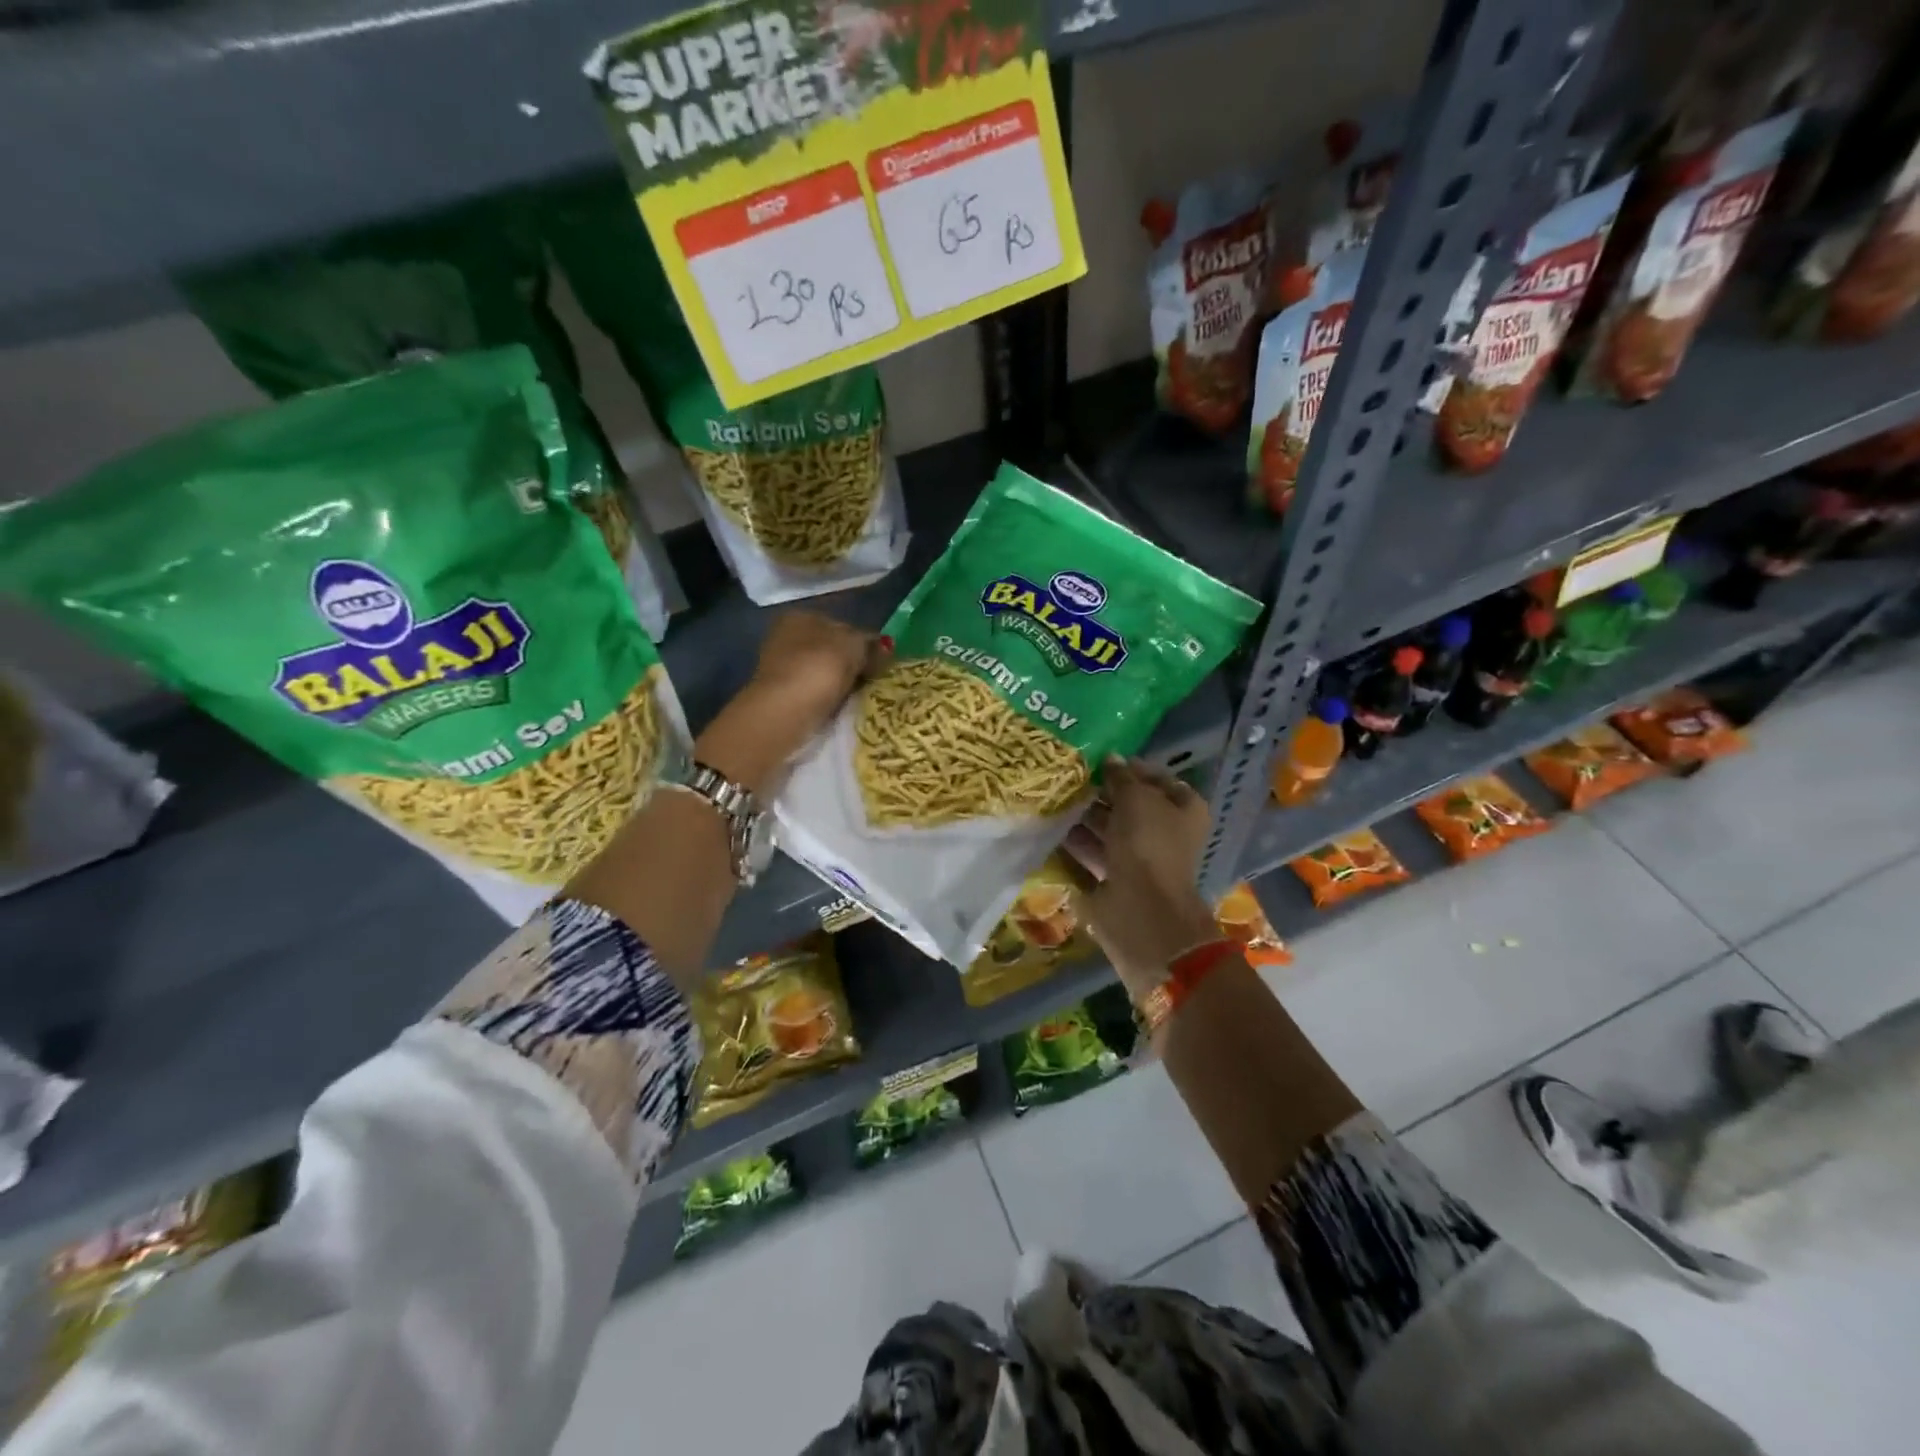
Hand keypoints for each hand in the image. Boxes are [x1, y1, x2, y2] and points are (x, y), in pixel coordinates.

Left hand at [695, 612, 890, 795]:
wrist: (784, 713)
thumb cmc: (818, 670)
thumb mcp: (853, 647)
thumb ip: (870, 644)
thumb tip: (884, 647)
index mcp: (801, 616)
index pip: (842, 625)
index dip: (864, 642)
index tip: (882, 662)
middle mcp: (786, 636)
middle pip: (832, 649)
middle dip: (852, 664)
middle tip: (874, 681)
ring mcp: (781, 667)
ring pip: (824, 673)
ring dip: (841, 684)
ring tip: (860, 697)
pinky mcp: (781, 696)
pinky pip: (815, 693)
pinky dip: (828, 700)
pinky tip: (840, 708)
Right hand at [1065, 757, 1221, 999]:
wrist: (1141, 910)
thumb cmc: (1148, 844)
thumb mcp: (1136, 798)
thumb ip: (1122, 777)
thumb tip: (1111, 758)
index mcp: (1184, 810)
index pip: (1159, 780)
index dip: (1133, 769)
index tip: (1101, 760)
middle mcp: (1165, 833)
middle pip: (1131, 806)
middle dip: (1103, 793)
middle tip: (1071, 778)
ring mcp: (1140, 859)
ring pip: (1109, 831)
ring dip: (1084, 818)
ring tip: (1055, 800)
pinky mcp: (1115, 880)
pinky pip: (1093, 856)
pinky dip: (1076, 845)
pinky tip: (1051, 829)